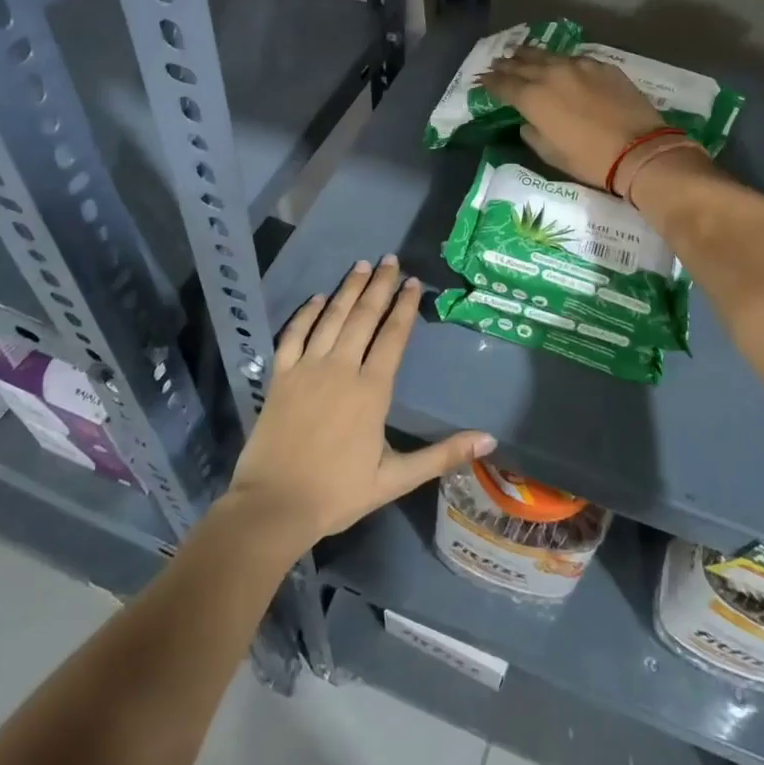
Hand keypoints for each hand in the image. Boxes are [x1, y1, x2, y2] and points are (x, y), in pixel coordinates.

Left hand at [228, 257, 494, 554]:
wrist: (274, 506)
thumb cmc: (338, 493)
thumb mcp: (396, 479)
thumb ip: (442, 455)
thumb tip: (489, 440)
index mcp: (371, 390)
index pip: (393, 336)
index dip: (405, 306)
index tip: (413, 282)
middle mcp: (341, 368)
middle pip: (364, 316)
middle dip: (379, 285)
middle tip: (390, 259)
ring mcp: (307, 368)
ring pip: (332, 317)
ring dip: (348, 289)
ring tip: (360, 265)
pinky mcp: (280, 376)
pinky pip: (294, 334)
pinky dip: (307, 313)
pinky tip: (318, 298)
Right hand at [478, 46, 666, 188]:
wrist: (638, 150)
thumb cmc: (589, 160)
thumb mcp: (551, 153)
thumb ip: (533, 133)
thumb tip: (528, 122)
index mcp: (533, 98)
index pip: (504, 85)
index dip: (490, 83)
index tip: (481, 81)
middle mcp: (551, 74)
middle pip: (522, 64)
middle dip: (507, 64)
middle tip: (496, 63)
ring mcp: (578, 66)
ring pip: (547, 55)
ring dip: (529, 55)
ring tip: (519, 53)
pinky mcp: (601, 66)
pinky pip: (573, 58)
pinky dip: (559, 60)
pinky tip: (558, 61)